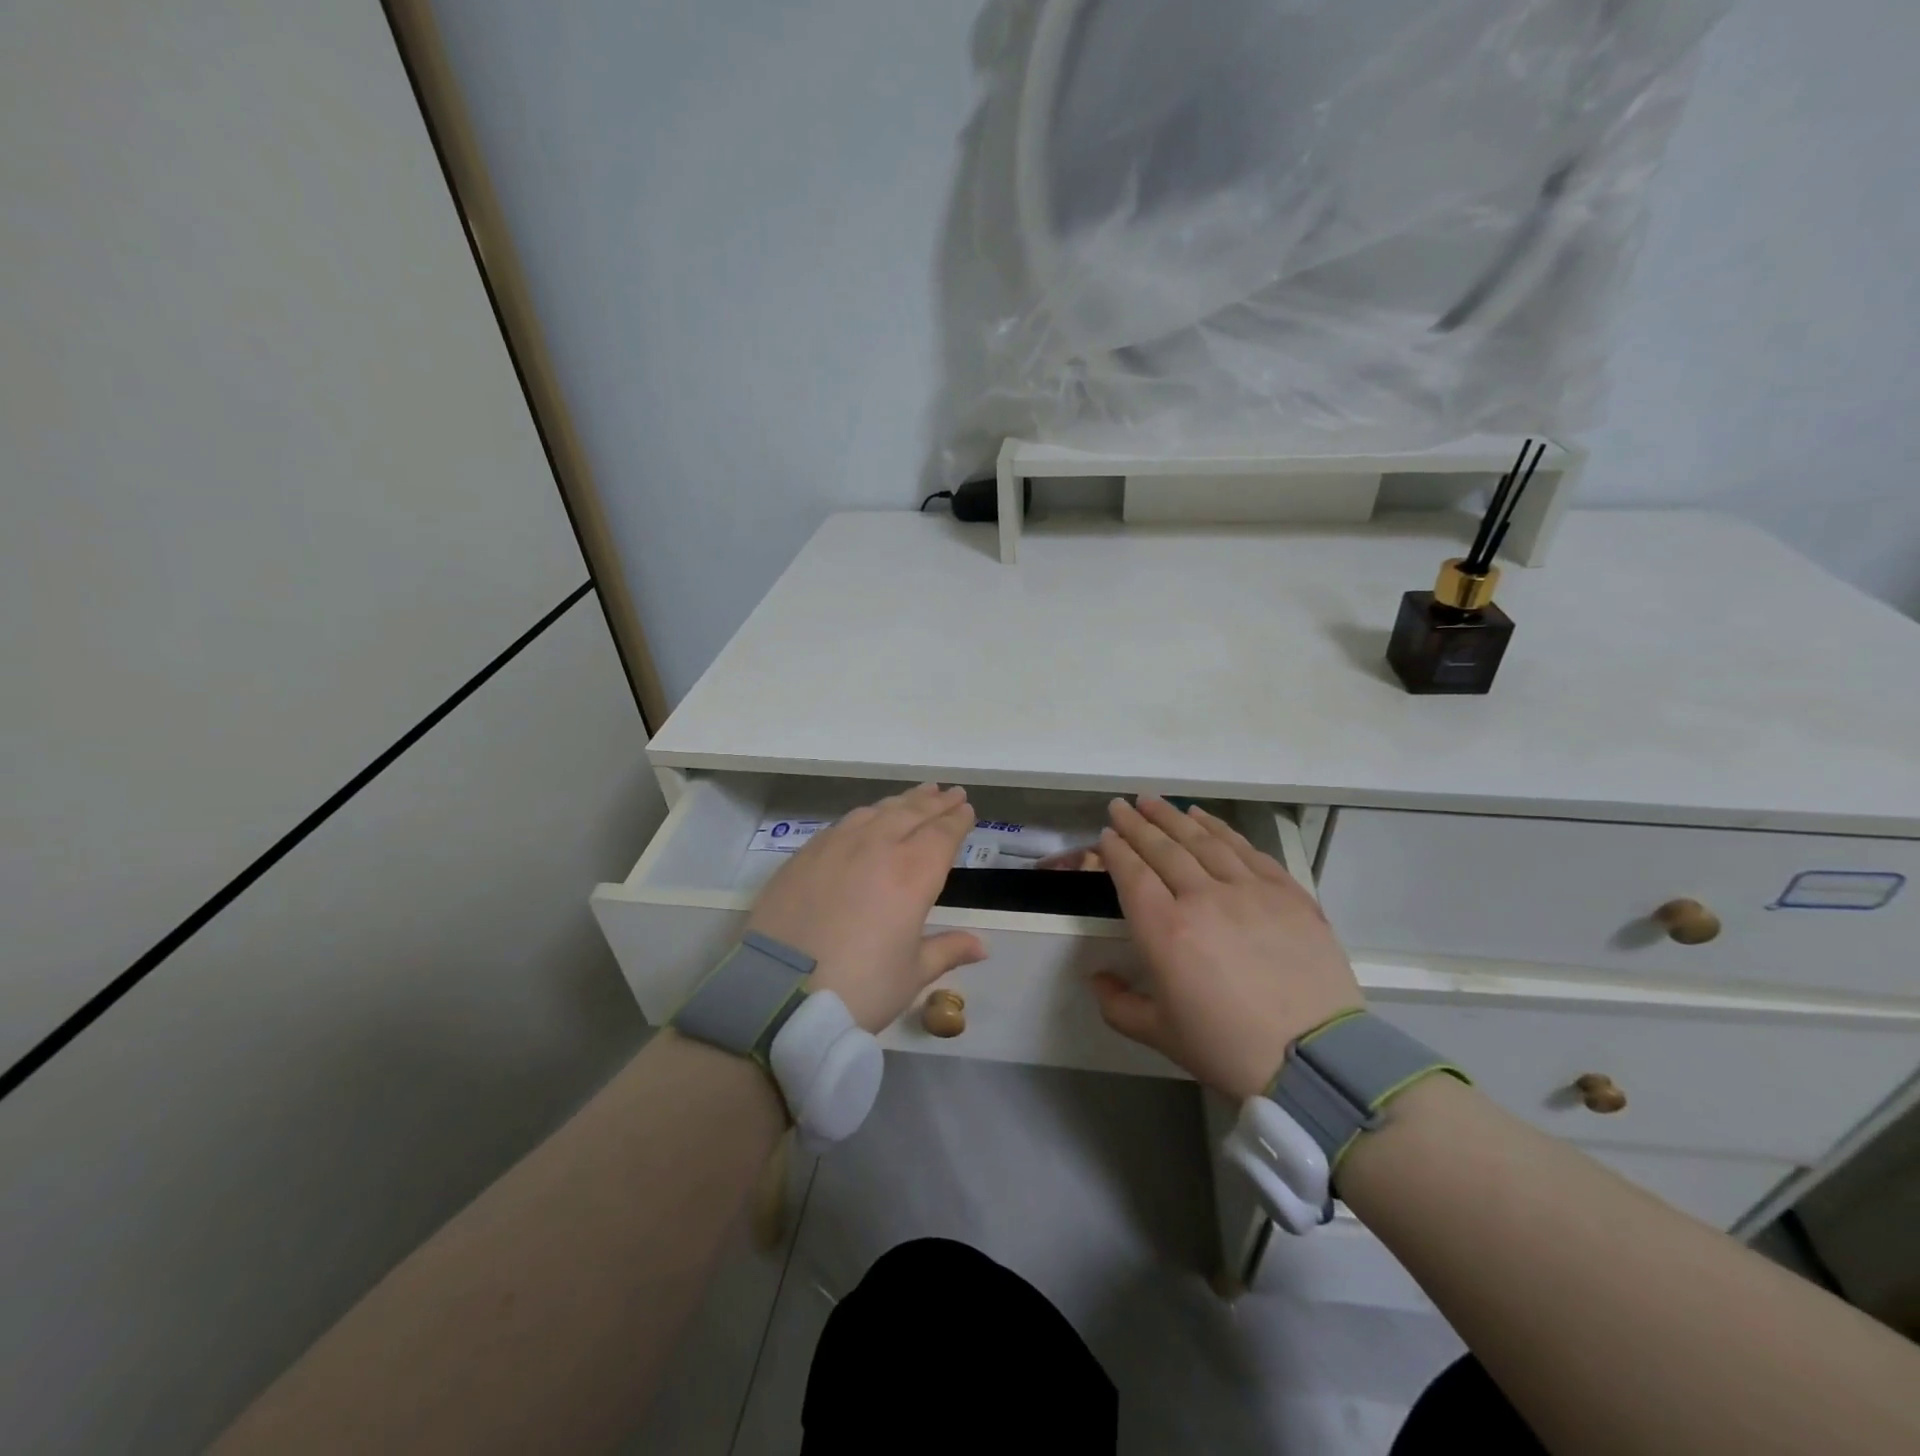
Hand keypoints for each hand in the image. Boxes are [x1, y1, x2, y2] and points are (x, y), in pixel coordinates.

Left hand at [747, 783, 988, 1031]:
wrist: (777, 992)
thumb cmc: (858, 988)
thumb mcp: (911, 975)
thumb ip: (947, 950)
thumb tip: (982, 946)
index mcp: (912, 874)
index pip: (942, 834)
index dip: (957, 820)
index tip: (968, 808)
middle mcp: (877, 848)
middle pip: (912, 813)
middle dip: (935, 802)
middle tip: (950, 791)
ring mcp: (837, 846)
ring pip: (877, 812)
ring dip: (902, 802)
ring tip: (917, 796)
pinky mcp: (805, 854)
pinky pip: (844, 823)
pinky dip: (866, 815)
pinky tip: (867, 818)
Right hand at [1091, 796, 1363, 1100]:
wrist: (1315, 1060)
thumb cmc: (1228, 1049)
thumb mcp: (1160, 1034)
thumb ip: (1117, 1004)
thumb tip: (1096, 977)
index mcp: (1165, 930)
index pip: (1132, 874)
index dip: (1116, 849)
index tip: (1106, 834)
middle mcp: (1203, 898)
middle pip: (1163, 848)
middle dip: (1137, 823)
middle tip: (1121, 805)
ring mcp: (1248, 890)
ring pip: (1203, 840)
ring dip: (1174, 817)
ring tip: (1155, 802)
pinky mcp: (1286, 892)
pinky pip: (1246, 849)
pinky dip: (1220, 828)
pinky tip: (1204, 818)